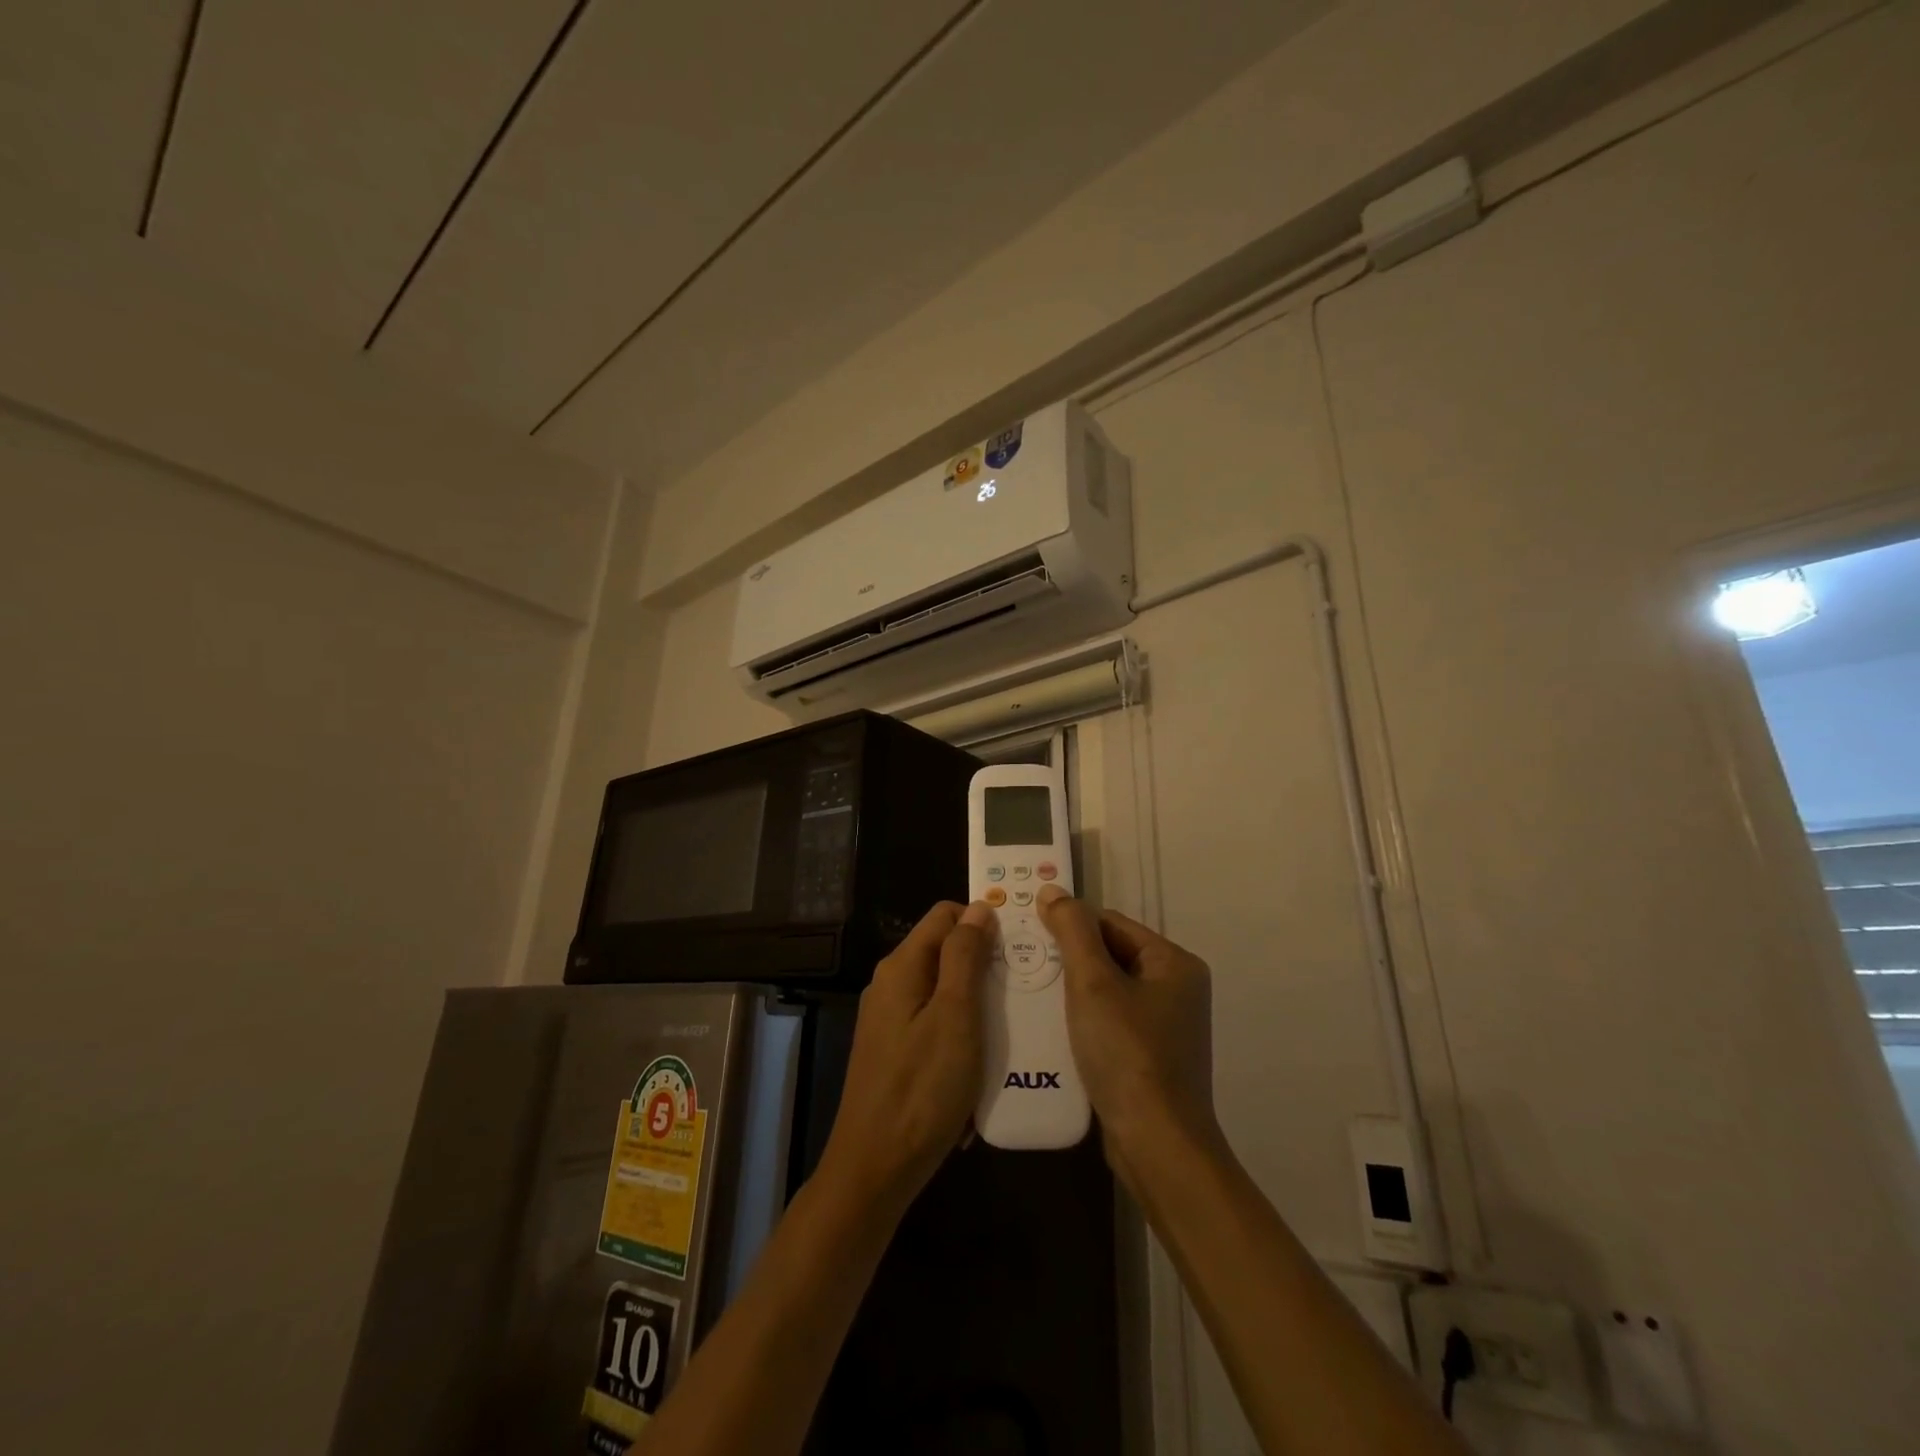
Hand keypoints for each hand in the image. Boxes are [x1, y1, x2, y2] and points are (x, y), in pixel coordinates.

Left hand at [815, 900, 993, 1218]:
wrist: (875, 1168)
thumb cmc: (922, 1089)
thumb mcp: (955, 1016)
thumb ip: (964, 957)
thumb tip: (977, 907)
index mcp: (902, 967)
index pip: (944, 915)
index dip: (981, 921)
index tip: (1019, 944)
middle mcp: (891, 984)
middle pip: (944, 952)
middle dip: (984, 963)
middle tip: (1025, 986)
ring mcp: (890, 1019)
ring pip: (943, 990)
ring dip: (977, 1001)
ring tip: (1014, 1021)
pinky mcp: (895, 1051)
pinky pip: (935, 1023)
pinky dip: (962, 1031)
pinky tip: (985, 1058)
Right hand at [1036, 884, 1221, 1192]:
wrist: (1156, 1146)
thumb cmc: (1127, 1054)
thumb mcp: (1093, 983)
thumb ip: (1071, 931)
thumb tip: (1052, 890)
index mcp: (1174, 963)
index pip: (1112, 924)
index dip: (1071, 927)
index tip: (1031, 937)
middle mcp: (1177, 989)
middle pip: (1111, 955)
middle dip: (1069, 961)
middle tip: (1026, 966)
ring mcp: (1166, 1026)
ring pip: (1108, 991)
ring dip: (1072, 992)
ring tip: (1033, 995)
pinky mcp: (1152, 1057)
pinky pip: (1111, 1022)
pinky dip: (1084, 1021)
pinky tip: (1054, 1030)